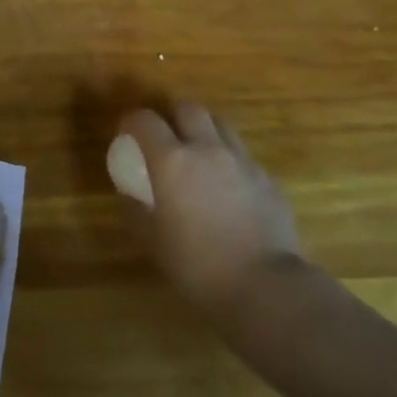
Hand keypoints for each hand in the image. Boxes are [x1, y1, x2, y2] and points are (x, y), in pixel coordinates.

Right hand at [117, 102, 304, 316]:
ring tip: (201, 158)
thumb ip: (135, 208)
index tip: (127, 136)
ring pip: (221, 125)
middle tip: (168, 141)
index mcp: (172, 160)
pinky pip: (245, 157)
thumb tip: (128, 191)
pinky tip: (231, 190)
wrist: (266, 287)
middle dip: (174, 118)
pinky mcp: (269, 179)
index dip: (131, 122)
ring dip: (206, 133)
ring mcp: (242, 161)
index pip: (144, 119)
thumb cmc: (198, 265)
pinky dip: (232, 163)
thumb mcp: (152, 241)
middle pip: (188, 109)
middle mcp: (207, 149)